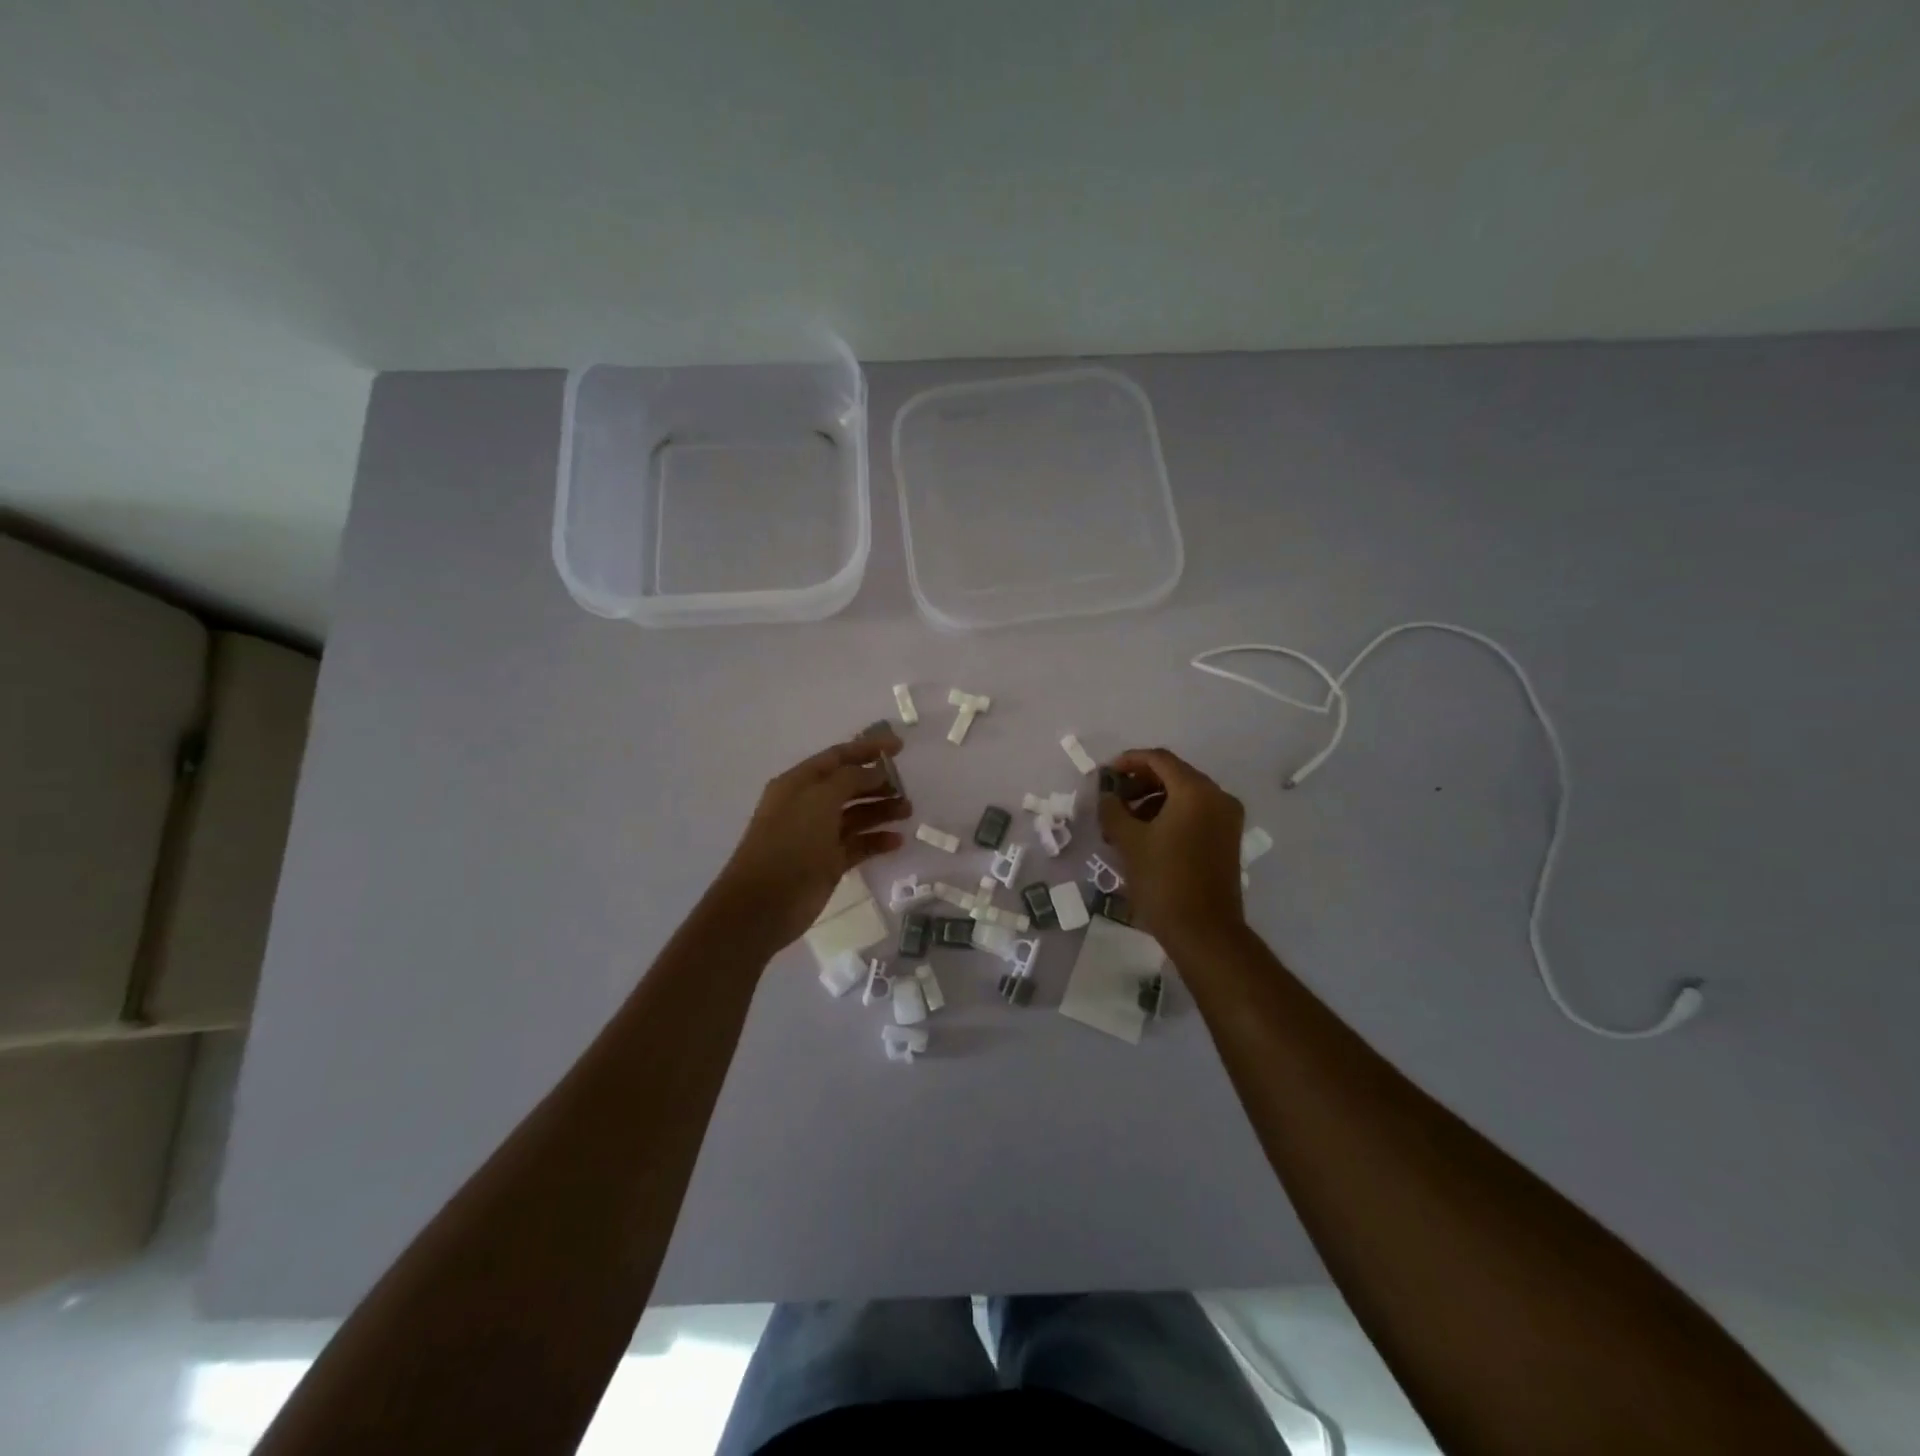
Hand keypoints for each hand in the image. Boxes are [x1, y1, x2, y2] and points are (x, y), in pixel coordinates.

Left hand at [713, 731, 910, 948]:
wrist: (763, 904)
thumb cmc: (790, 842)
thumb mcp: (820, 799)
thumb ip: (851, 779)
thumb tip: (876, 771)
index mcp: (799, 783)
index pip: (838, 757)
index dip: (868, 748)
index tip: (900, 747)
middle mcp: (808, 805)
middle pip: (849, 785)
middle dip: (878, 783)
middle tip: (906, 788)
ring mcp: (818, 835)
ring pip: (856, 815)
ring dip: (882, 810)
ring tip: (908, 811)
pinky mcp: (828, 863)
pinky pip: (858, 845)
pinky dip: (877, 841)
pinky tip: (897, 841)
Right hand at [1097, 747, 1245, 944]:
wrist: (1204, 931)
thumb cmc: (1163, 880)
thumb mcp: (1129, 841)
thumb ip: (1112, 808)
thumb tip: (1106, 794)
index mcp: (1196, 791)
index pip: (1159, 759)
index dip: (1128, 761)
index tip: (1104, 775)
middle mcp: (1218, 797)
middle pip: (1173, 775)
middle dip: (1138, 784)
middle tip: (1111, 801)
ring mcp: (1226, 819)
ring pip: (1183, 796)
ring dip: (1151, 801)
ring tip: (1123, 825)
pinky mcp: (1227, 840)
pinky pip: (1194, 814)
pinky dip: (1169, 816)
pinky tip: (1145, 838)